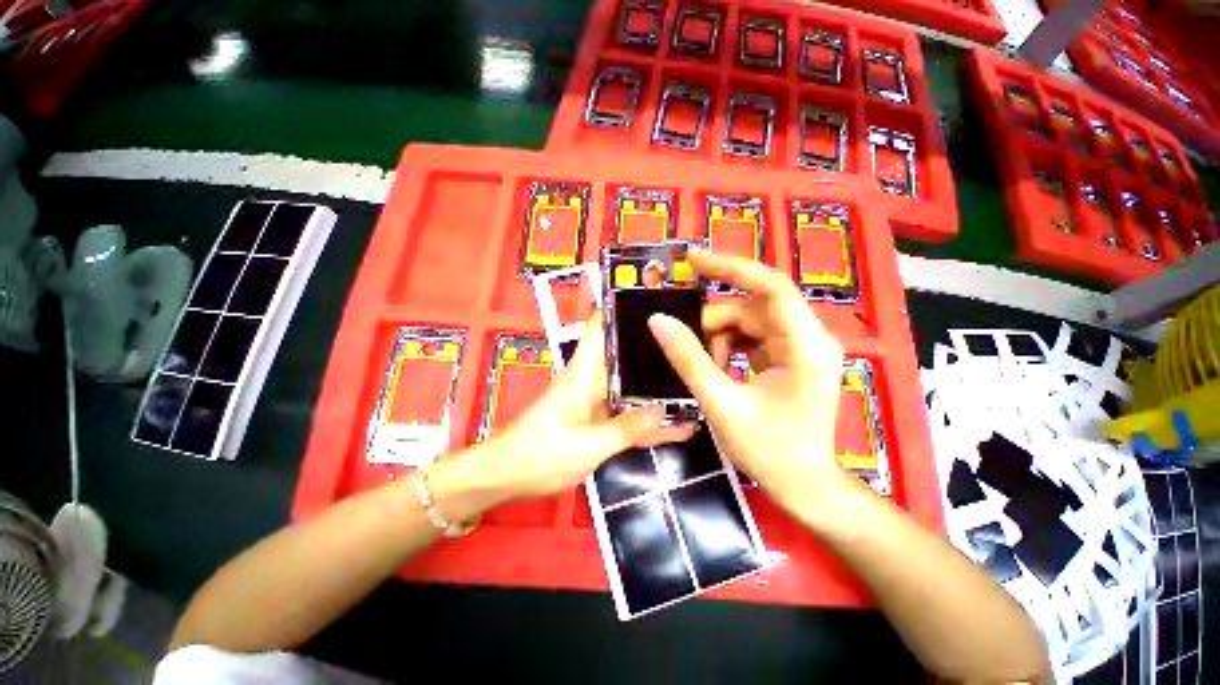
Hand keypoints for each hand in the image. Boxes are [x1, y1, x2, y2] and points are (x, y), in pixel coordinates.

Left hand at [475, 314, 695, 500]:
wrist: (506, 476)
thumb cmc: (539, 455)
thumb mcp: (587, 447)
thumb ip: (626, 429)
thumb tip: (664, 410)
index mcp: (584, 373)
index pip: (600, 326)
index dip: (623, 308)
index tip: (657, 301)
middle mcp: (592, 379)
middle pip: (625, 353)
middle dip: (655, 347)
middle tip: (697, 342)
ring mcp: (596, 400)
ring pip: (632, 385)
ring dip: (659, 383)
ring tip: (698, 379)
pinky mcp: (598, 420)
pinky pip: (629, 414)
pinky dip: (650, 419)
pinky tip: (680, 425)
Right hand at [647, 252, 859, 519]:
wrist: (804, 486)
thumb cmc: (770, 451)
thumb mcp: (722, 404)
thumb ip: (689, 360)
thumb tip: (658, 321)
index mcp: (806, 345)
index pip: (771, 286)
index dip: (730, 268)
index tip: (692, 260)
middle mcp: (809, 338)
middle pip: (753, 307)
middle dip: (714, 321)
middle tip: (683, 341)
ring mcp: (801, 348)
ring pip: (749, 322)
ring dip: (718, 337)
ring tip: (701, 366)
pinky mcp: (790, 358)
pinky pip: (752, 338)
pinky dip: (727, 347)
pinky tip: (714, 368)